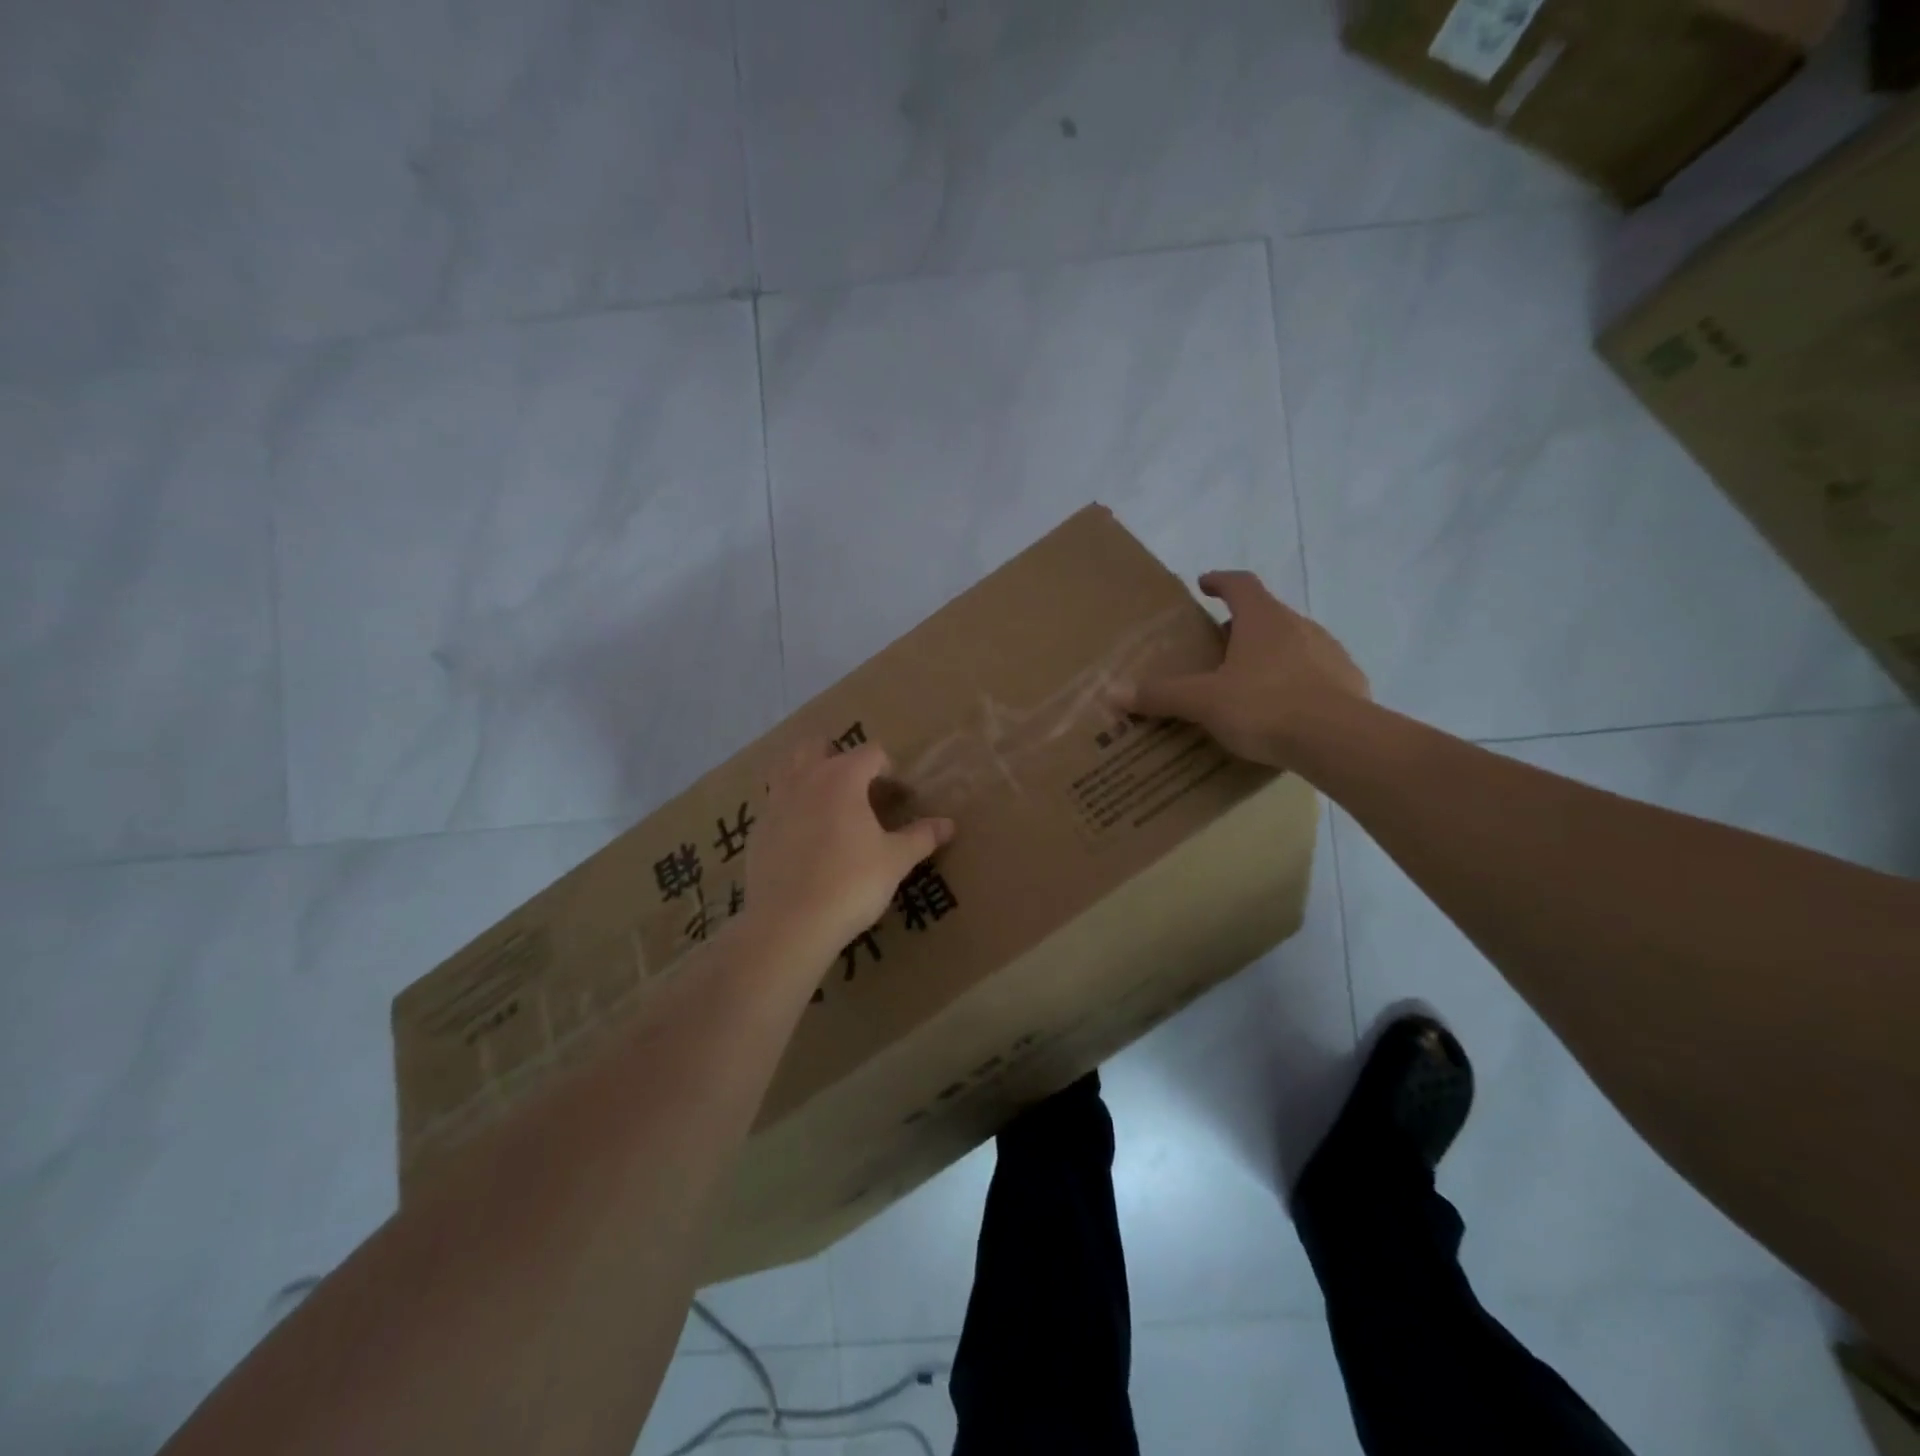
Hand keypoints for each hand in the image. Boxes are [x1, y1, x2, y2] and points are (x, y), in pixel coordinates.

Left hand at [741, 741, 954, 967]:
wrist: (790, 923)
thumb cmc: (851, 883)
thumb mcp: (895, 860)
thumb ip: (921, 837)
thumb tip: (949, 824)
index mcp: (842, 777)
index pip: (870, 753)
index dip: (888, 769)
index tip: (898, 795)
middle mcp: (805, 779)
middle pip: (818, 746)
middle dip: (838, 757)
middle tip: (858, 787)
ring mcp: (775, 803)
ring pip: (788, 768)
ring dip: (807, 774)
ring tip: (826, 802)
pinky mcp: (757, 831)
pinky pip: (774, 804)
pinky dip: (789, 808)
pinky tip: (802, 837)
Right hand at [1121, 570, 1368, 767]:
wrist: (1338, 740)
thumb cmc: (1264, 707)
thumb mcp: (1203, 702)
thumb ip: (1161, 695)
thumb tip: (1113, 692)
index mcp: (1263, 620)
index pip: (1240, 584)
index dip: (1220, 581)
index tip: (1205, 584)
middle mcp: (1299, 626)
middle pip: (1266, 614)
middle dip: (1241, 626)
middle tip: (1218, 648)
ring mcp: (1329, 652)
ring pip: (1294, 643)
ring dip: (1271, 653)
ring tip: (1249, 682)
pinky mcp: (1349, 682)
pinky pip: (1317, 673)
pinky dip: (1298, 681)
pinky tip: (1286, 708)